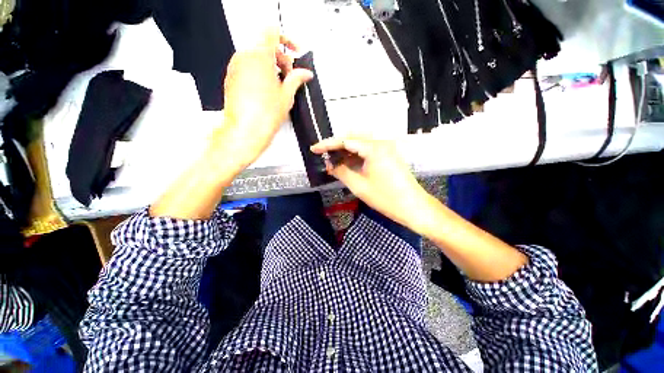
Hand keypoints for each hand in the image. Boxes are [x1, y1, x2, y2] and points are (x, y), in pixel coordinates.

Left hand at [150, 29, 311, 219]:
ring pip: (256, 57)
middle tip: (290, 76)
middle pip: (265, 46)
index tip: (295, 51)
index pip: (273, 32)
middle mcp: (244, 57)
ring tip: (280, 87)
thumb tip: (305, 73)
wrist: (245, 131)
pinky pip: (247, 67)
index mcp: (260, 56)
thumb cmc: (265, 116)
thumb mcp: (287, 96)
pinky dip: (259, 73)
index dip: (287, 39)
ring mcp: (235, 67)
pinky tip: (267, 91)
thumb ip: (296, 79)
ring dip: (270, 67)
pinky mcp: (231, 77)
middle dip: (280, 58)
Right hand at [311, 136, 428, 229]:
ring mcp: (386, 148)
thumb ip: (342, 172)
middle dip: (336, 145)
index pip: (345, 141)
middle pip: (353, 138)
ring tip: (333, 160)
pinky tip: (347, 163)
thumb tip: (330, 165)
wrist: (413, 207)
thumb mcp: (359, 186)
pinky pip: (367, 151)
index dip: (327, 145)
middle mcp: (381, 143)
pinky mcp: (388, 155)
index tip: (314, 149)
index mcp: (373, 148)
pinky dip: (355, 155)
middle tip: (324, 154)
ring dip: (346, 151)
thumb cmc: (386, 198)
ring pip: (360, 144)